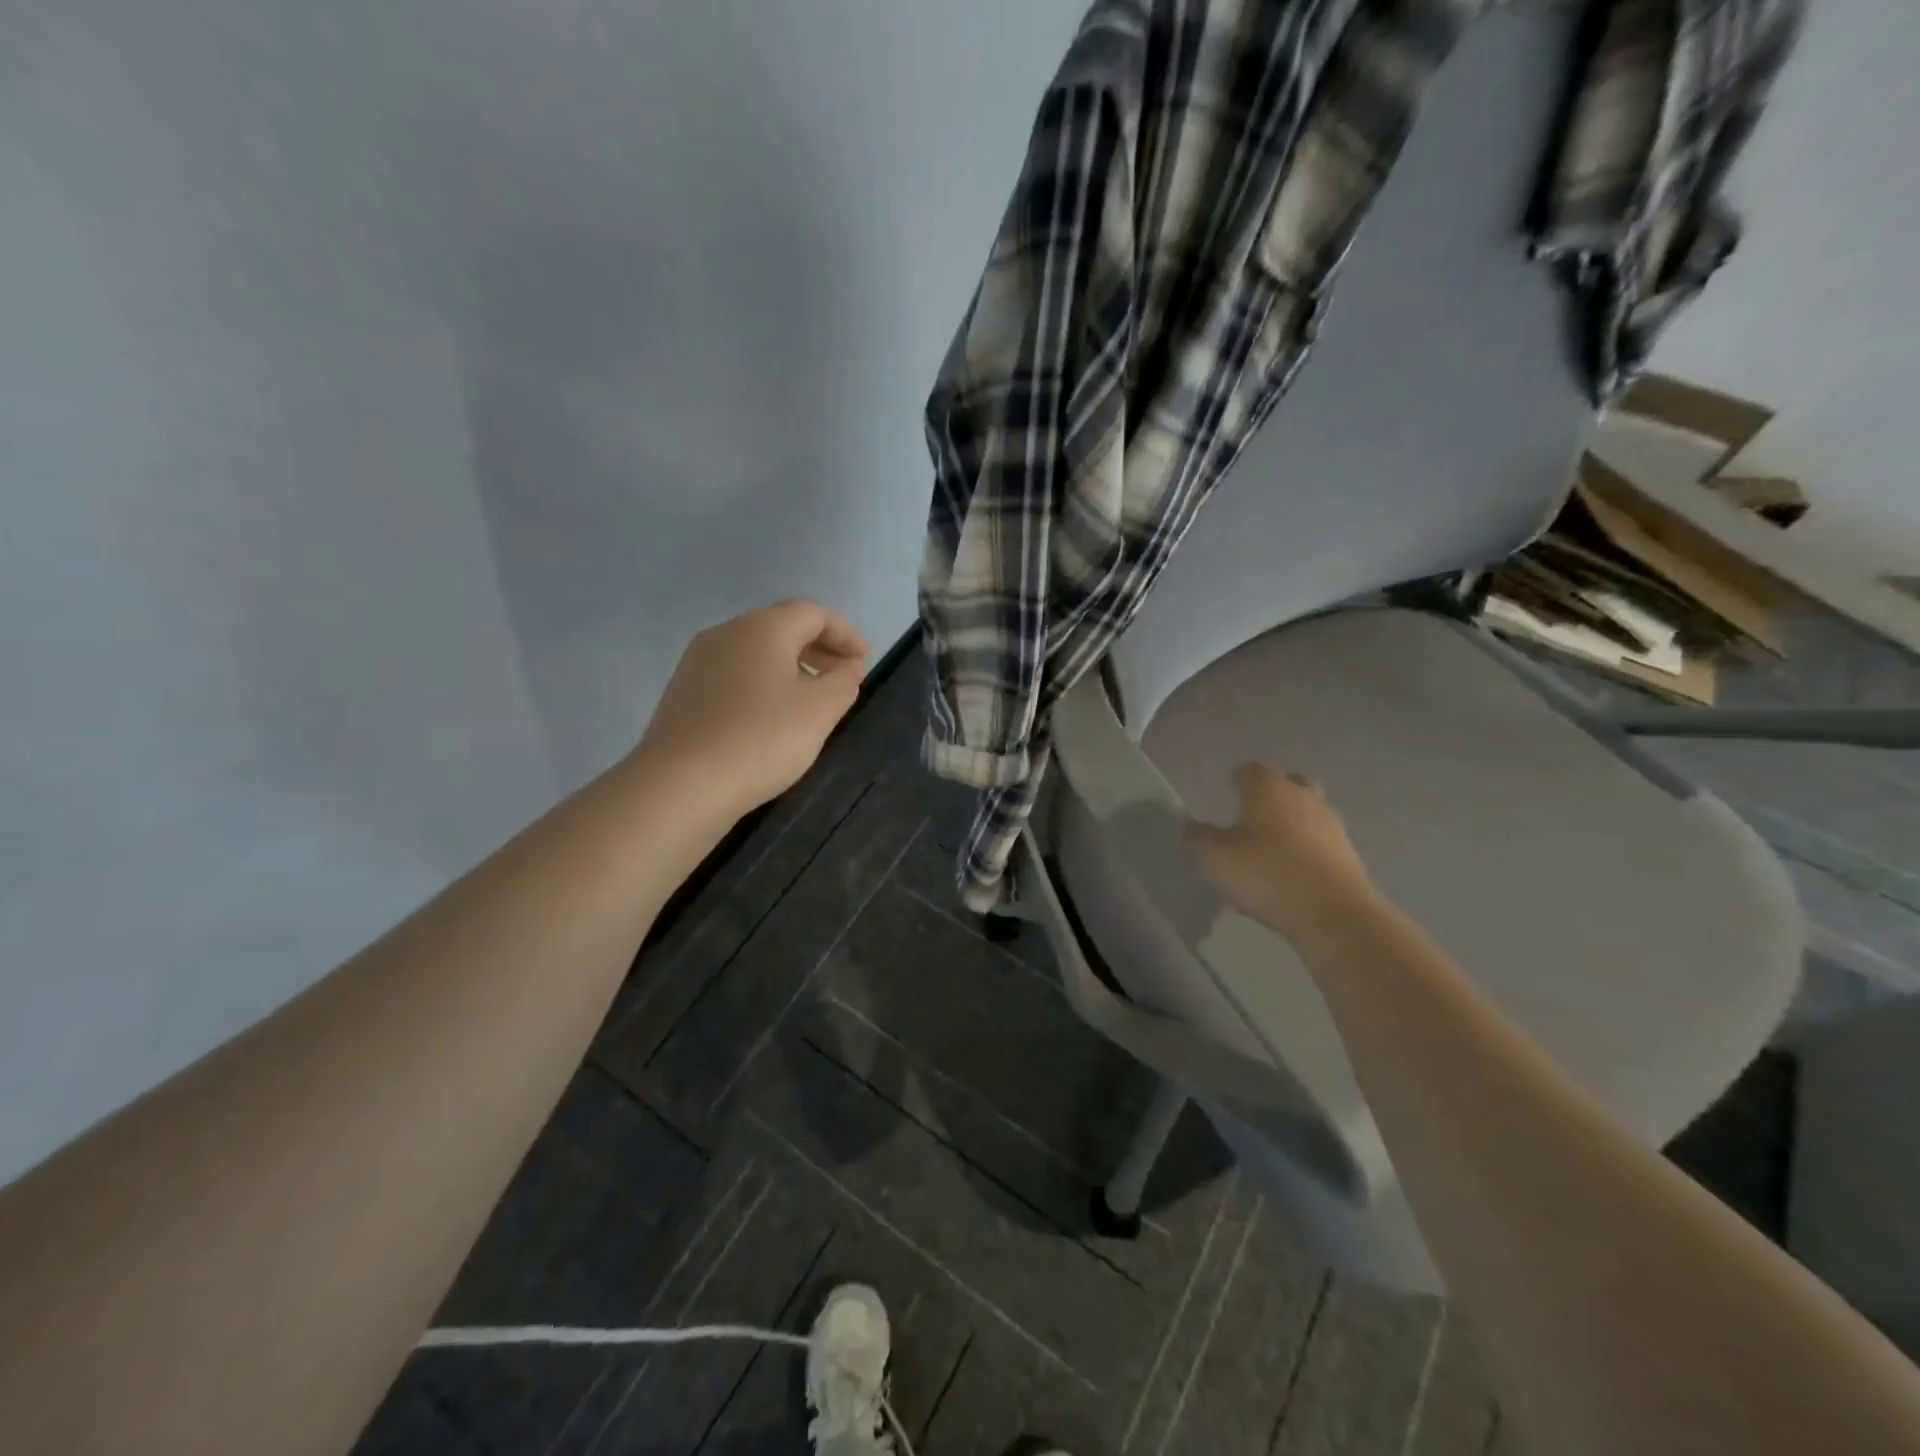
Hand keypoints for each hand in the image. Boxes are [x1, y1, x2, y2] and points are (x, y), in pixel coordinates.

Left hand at [636, 599, 870, 819]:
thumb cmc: (762, 739)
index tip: (865, 662)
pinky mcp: (684, 690)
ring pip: (756, 651)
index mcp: (763, 627)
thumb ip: (844, 681)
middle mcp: (727, 632)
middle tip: (843, 678)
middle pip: (783, 626)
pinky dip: (762, 683)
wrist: (681, 784)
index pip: (814, 613)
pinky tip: (770, 717)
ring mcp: (699, 660)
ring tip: (810, 701)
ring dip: (791, 666)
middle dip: (819, 648)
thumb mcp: (820, 711)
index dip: (846, 634)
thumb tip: (848, 665)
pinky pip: (734, 674)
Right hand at [1185, 763, 1378, 940]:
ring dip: (1290, 822)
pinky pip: (1319, 841)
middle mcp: (1302, 796)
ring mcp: (1330, 823)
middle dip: (1270, 795)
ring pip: (1307, 811)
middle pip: (1287, 782)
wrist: (1334, 912)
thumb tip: (1191, 827)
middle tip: (1251, 818)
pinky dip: (1304, 849)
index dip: (1235, 781)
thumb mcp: (1215, 858)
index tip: (1225, 798)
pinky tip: (1289, 875)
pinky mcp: (1347, 852)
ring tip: (1270, 850)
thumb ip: (1197, 838)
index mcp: (1268, 788)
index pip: (1249, 769)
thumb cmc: (1267, 873)